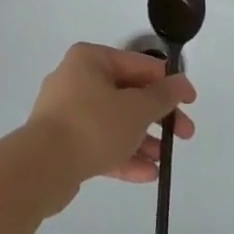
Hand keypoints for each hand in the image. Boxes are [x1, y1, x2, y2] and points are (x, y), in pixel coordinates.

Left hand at [26, 43, 196, 195]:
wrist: (42, 167)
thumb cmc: (93, 124)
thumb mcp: (137, 108)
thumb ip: (163, 96)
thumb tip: (181, 83)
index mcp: (91, 59)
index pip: (139, 65)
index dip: (169, 83)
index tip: (191, 103)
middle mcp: (76, 79)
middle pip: (127, 95)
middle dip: (158, 117)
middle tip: (184, 135)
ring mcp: (66, 112)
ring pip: (114, 121)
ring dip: (142, 140)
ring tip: (164, 161)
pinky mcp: (62, 142)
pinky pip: (99, 143)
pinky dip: (122, 155)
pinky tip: (147, 174)